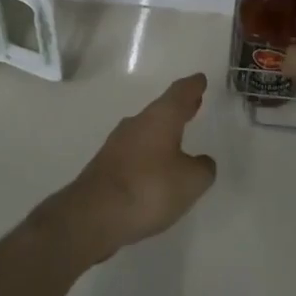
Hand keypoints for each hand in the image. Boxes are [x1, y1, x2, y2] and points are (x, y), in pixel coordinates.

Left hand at [42, 74, 217, 264]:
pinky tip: (154, 169)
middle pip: (162, 109)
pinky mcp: (105, 165)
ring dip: (162, 131)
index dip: (193, 86)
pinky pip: (134, 151)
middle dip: (179, 107)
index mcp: (161, 117)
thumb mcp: (190, 181)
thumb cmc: (149, 189)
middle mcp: (137, 123)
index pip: (180, 92)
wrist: (93, 215)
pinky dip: (148, 153)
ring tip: (177, 138)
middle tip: (194, 104)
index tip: (200, 79)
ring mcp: (118, 143)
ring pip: (146, 129)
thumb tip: (201, 162)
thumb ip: (202, 168)